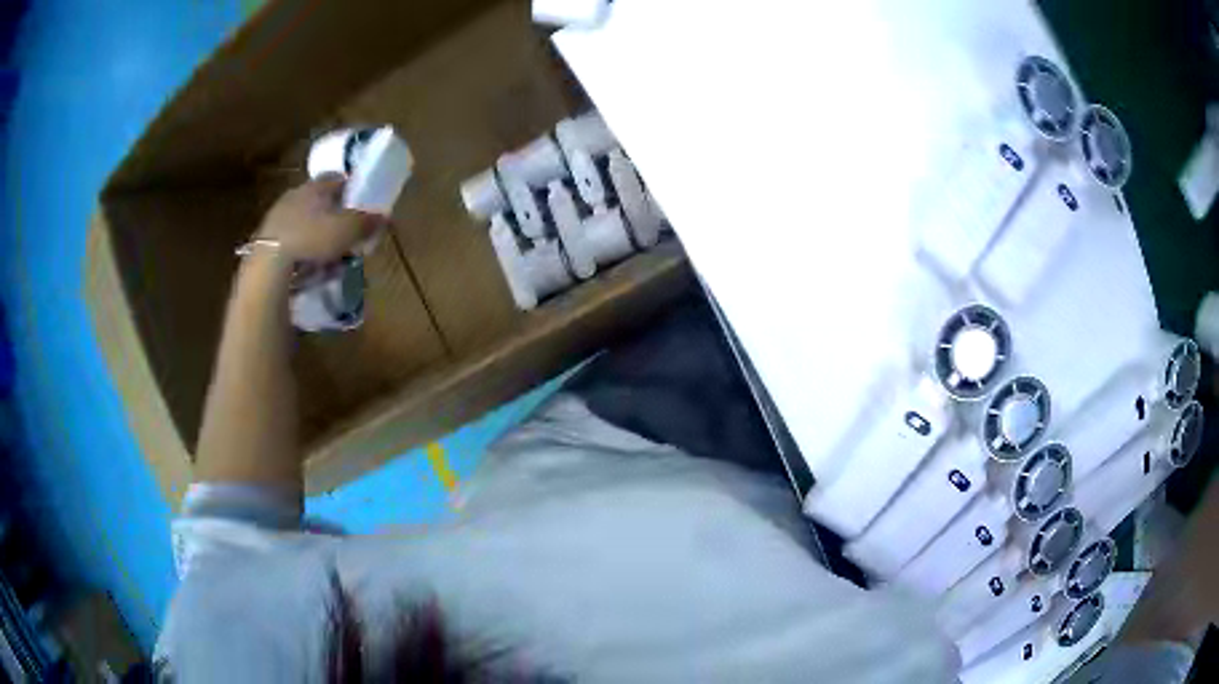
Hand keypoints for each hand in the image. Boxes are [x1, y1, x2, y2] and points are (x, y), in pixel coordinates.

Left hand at [256, 176, 384, 262]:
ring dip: (314, 231)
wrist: (269, 263)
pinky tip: (305, 262)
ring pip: (302, 218)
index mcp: (316, 186)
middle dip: (331, 212)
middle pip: (318, 199)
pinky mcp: (265, 237)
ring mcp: (277, 215)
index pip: (337, 178)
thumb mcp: (348, 231)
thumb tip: (384, 216)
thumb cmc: (312, 238)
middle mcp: (296, 194)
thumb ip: (367, 222)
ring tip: (325, 251)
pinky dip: (299, 246)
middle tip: (343, 228)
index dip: (350, 187)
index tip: (358, 200)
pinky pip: (289, 237)